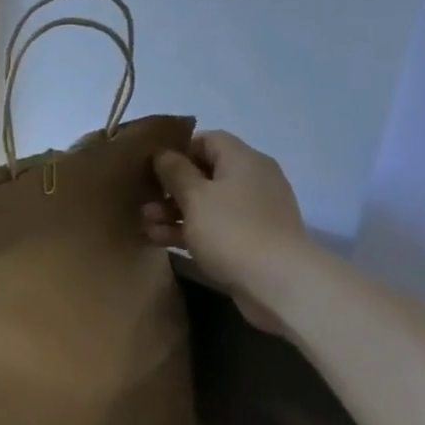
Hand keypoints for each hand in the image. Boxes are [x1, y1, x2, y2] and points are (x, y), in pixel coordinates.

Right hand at [145, 130, 303, 335]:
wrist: (279, 284)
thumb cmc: (232, 230)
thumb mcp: (195, 196)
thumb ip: (174, 171)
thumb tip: (163, 154)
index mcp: (243, 160)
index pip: (208, 140)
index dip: (178, 150)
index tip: (152, 166)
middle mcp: (252, 180)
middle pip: (205, 173)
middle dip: (171, 187)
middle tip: (145, 199)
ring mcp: (254, 212)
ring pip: (207, 203)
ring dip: (175, 211)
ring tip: (146, 223)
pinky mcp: (252, 240)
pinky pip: (215, 226)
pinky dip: (190, 230)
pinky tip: (161, 239)